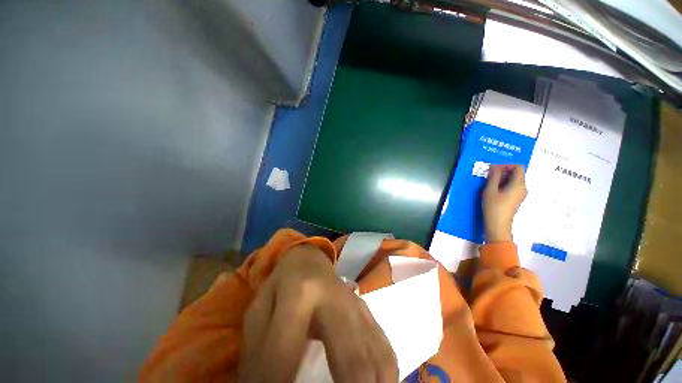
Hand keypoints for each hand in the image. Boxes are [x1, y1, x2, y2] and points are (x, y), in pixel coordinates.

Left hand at [239, 245, 397, 382]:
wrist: (308, 260)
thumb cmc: (281, 284)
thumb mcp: (258, 311)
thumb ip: (258, 354)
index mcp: (300, 293)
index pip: (284, 358)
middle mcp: (336, 299)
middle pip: (350, 361)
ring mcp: (357, 305)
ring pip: (375, 358)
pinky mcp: (367, 311)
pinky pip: (384, 349)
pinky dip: (385, 377)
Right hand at [483, 164, 526, 242]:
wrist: (498, 224)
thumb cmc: (494, 206)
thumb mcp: (490, 190)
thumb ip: (493, 177)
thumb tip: (495, 168)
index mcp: (519, 184)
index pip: (518, 167)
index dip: (506, 165)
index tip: (494, 169)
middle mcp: (523, 188)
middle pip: (516, 173)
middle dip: (503, 172)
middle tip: (489, 175)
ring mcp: (520, 194)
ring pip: (513, 180)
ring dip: (502, 178)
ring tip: (489, 183)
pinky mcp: (516, 199)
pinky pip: (512, 187)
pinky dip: (503, 185)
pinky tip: (493, 190)